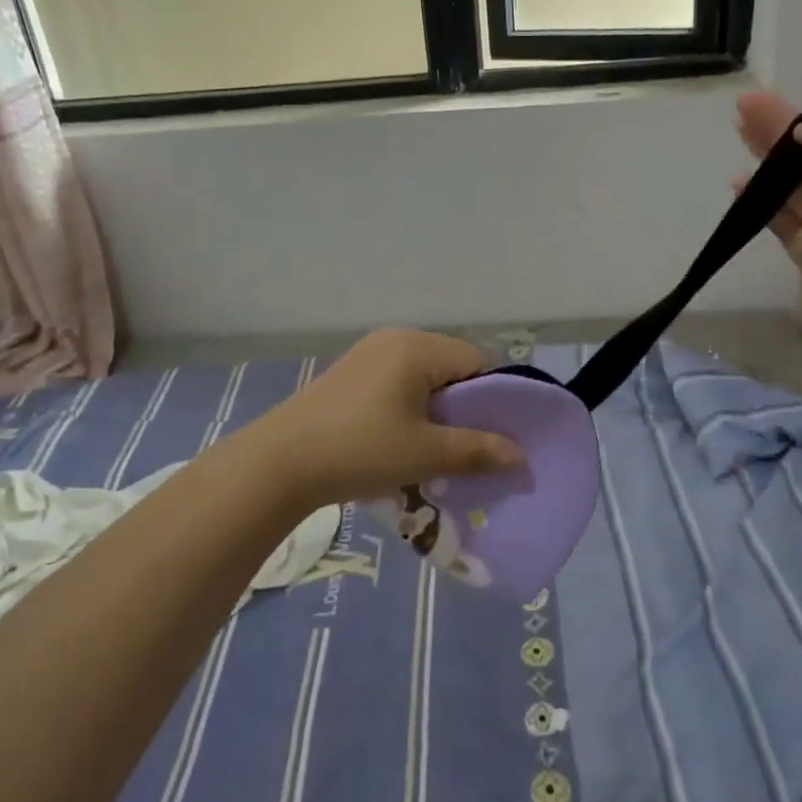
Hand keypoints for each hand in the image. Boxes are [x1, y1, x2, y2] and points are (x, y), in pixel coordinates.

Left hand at [250, 330, 525, 508]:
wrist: (280, 462)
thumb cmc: (360, 450)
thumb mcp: (425, 454)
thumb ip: (478, 451)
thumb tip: (521, 457)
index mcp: (418, 347)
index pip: (479, 361)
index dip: (497, 398)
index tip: (500, 435)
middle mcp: (395, 339)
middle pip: (451, 366)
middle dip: (466, 406)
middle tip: (471, 446)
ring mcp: (368, 353)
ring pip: (424, 376)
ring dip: (438, 409)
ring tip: (437, 448)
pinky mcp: (350, 373)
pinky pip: (398, 382)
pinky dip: (411, 407)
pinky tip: (403, 440)